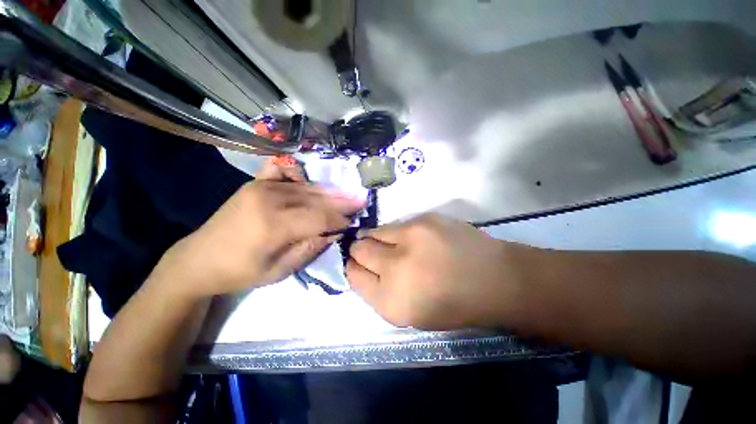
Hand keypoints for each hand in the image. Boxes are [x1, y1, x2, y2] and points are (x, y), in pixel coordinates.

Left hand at [160, 159, 364, 296]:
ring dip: (329, 192)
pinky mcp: (255, 183)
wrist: (200, 259)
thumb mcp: (280, 270)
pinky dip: (299, 173)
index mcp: (274, 225)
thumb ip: (311, 247)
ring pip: (306, 187)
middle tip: (360, 202)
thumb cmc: (241, 271)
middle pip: (316, 199)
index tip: (354, 222)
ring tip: (347, 194)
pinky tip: (308, 181)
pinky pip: (283, 170)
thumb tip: (335, 232)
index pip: (320, 218)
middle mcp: (270, 199)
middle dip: (341, 202)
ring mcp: (261, 186)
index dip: (340, 220)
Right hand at [346, 213, 527, 329]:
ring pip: (374, 231)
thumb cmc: (451, 304)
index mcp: (391, 300)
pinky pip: (397, 224)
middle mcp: (395, 266)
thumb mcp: (409, 314)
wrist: (493, 279)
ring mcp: (410, 237)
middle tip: (370, 252)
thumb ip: (379, 292)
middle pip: (358, 249)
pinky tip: (414, 239)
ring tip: (391, 244)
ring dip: (376, 238)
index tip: (357, 265)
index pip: (353, 275)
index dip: (353, 269)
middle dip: (359, 250)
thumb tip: (361, 268)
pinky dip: (397, 232)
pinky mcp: (424, 218)